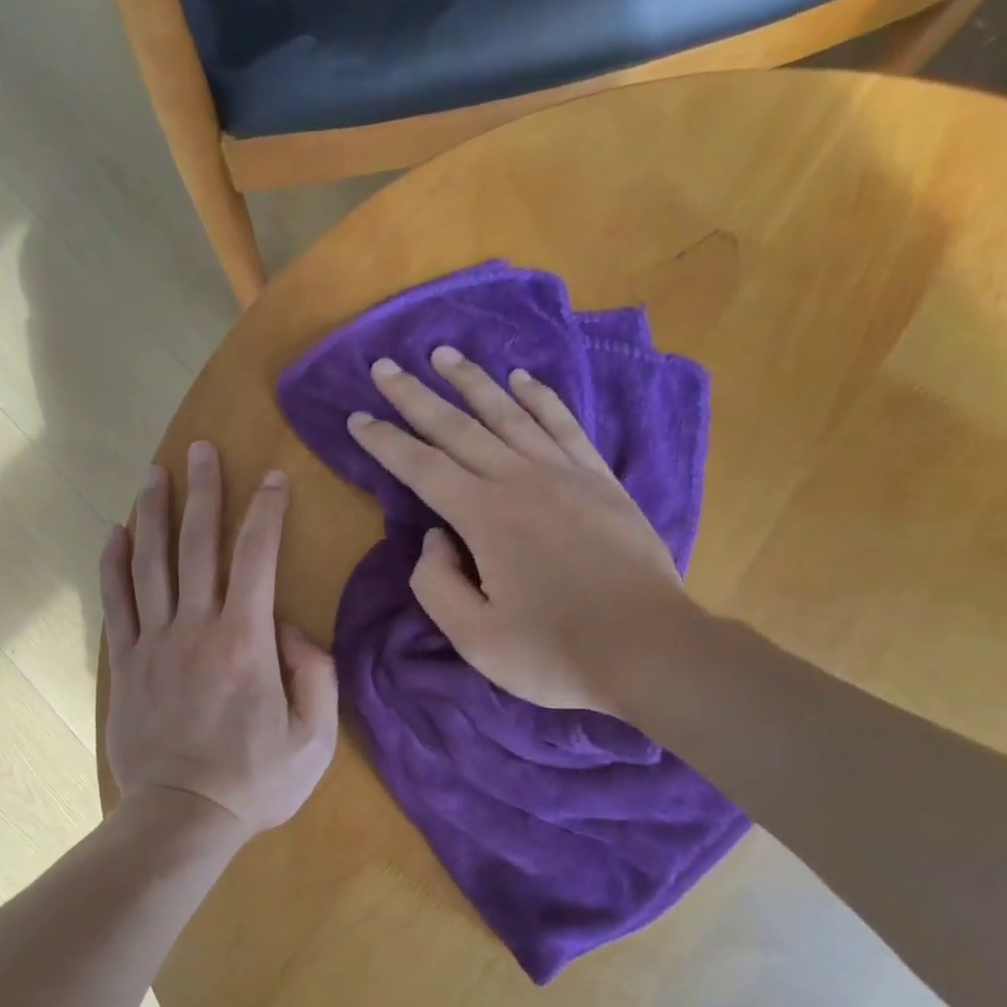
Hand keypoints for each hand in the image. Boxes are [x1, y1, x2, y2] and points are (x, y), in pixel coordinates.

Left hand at [101, 441, 338, 835]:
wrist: (181, 818)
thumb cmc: (254, 780)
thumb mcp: (313, 737)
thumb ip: (316, 674)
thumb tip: (294, 629)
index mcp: (245, 641)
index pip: (258, 558)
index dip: (267, 512)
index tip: (274, 479)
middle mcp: (195, 627)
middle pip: (198, 545)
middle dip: (203, 492)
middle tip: (203, 450)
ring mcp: (153, 643)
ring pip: (150, 563)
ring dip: (154, 513)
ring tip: (154, 473)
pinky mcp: (125, 664)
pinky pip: (116, 603)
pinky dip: (114, 564)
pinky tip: (116, 532)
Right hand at [347, 347, 703, 715]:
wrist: (650, 651)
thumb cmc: (554, 652)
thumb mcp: (473, 637)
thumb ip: (435, 583)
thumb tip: (434, 536)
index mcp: (484, 516)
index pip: (420, 466)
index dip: (384, 441)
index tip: (356, 418)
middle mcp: (520, 480)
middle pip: (457, 427)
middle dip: (415, 396)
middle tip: (384, 368)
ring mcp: (565, 474)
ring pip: (508, 413)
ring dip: (471, 382)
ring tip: (443, 354)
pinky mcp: (600, 480)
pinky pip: (564, 425)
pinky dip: (539, 398)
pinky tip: (521, 379)